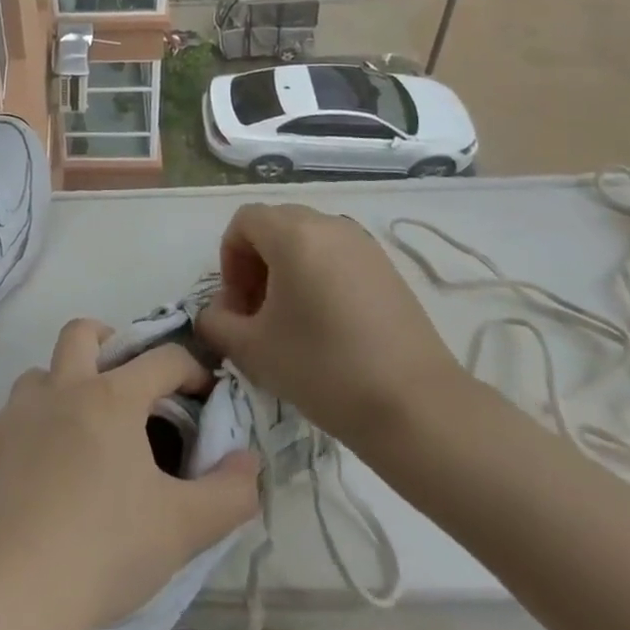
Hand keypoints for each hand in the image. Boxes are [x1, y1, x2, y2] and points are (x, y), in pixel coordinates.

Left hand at [0, 319, 259, 629]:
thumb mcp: (185, 528)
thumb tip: (248, 460)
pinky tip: (38, 475)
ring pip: (40, 375)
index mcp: (112, 398)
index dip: (190, 368)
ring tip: (78, 432)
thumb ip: (230, 492)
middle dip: (107, 340)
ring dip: (62, 389)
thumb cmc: (108, 549)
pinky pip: (10, 419)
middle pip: (81, 332)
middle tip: (124, 379)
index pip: (162, 359)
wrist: (18, 588)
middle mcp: (61, 388)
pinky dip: (30, 432)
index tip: (202, 393)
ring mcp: (16, 412)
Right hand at [196, 203, 468, 449]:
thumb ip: (216, 323)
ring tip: (291, 318)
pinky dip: (318, 275)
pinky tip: (326, 323)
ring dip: (286, 268)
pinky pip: (337, 255)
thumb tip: (214, 314)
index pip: (244, 222)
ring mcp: (363, 245)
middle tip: (258, 311)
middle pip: (275, 225)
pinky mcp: (387, 268)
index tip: (238, 305)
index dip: (229, 259)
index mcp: (293, 234)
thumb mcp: (252, 349)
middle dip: (256, 262)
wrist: (416, 407)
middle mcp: (329, 226)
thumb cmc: (323, 368)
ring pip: (307, 239)